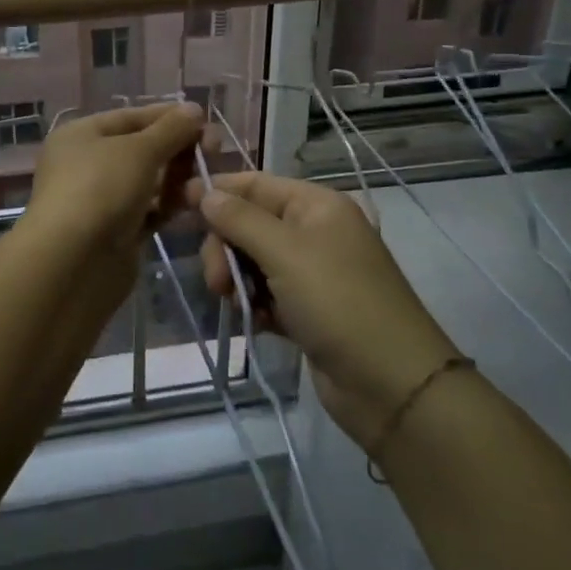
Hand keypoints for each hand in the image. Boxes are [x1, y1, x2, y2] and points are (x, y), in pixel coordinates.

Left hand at [20, 103, 205, 274]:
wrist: (73, 263)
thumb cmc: (101, 189)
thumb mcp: (139, 150)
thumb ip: (171, 129)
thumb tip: (194, 109)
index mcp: (81, 135)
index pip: (131, 117)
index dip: (168, 116)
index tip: (205, 120)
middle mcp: (87, 164)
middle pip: (141, 149)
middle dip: (177, 149)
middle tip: (214, 151)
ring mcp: (100, 201)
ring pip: (147, 182)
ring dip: (177, 179)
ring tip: (205, 182)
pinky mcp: (115, 233)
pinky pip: (148, 212)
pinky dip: (169, 206)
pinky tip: (194, 205)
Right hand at [189, 171, 460, 450]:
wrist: (392, 386)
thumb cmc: (339, 302)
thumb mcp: (285, 253)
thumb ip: (240, 219)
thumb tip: (204, 192)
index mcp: (316, 205)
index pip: (256, 183)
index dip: (218, 191)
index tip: (178, 204)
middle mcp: (314, 232)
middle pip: (250, 223)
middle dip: (226, 247)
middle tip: (217, 280)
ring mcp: (313, 273)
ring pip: (253, 261)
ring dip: (237, 279)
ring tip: (237, 305)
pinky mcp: (308, 311)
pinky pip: (266, 295)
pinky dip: (255, 305)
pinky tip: (255, 322)